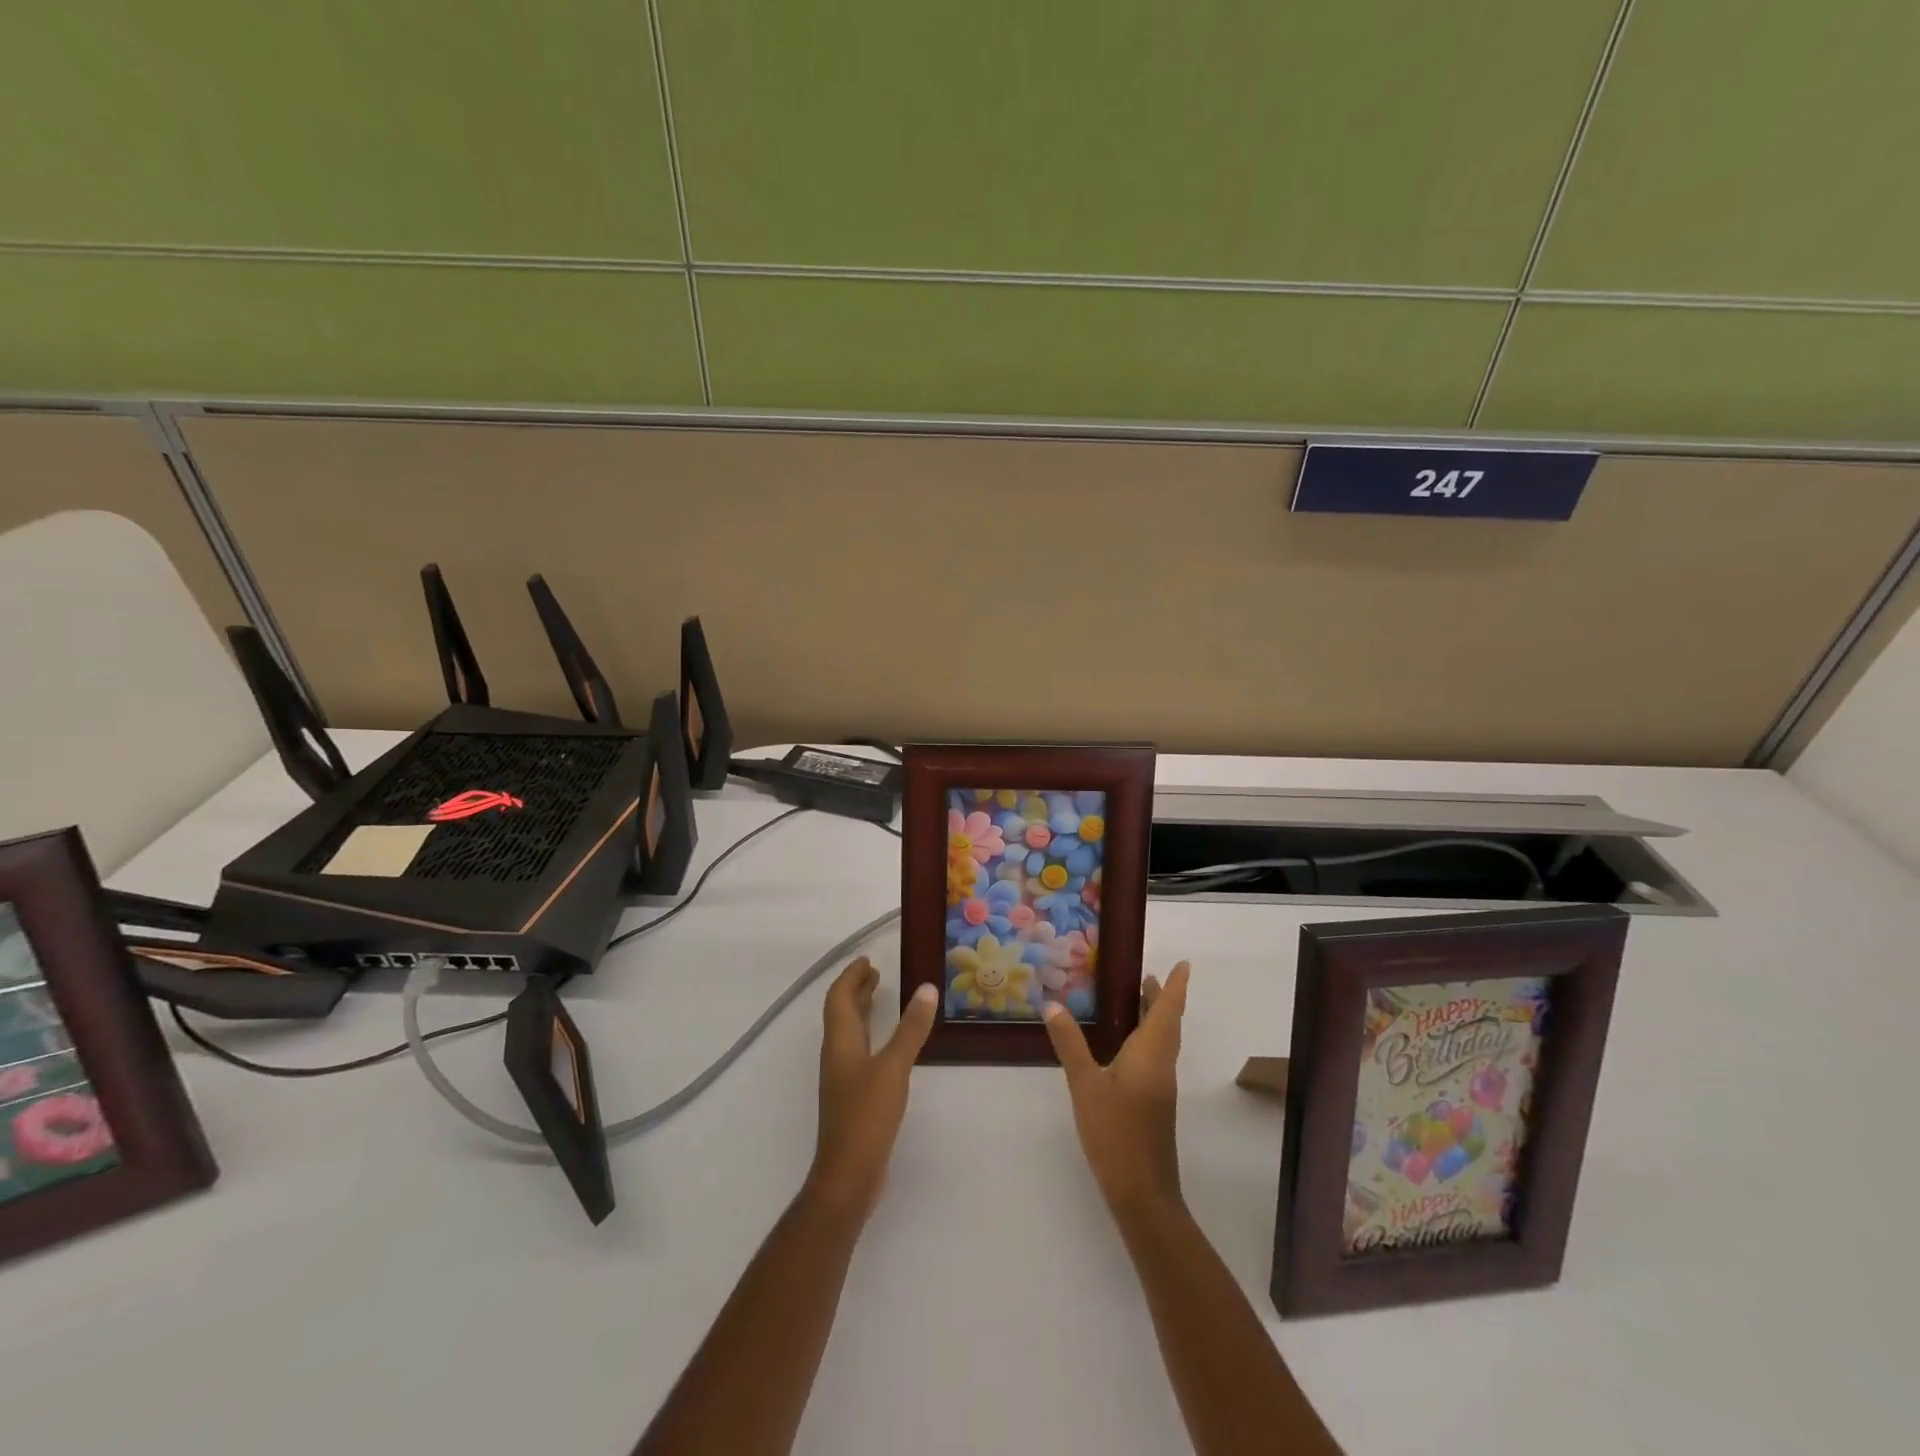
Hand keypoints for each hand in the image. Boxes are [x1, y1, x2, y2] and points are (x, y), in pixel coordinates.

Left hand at [806, 958, 937, 1224]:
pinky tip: (888, 1043)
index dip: (851, 977)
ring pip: (849, 1032)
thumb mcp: (893, 1067)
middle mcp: (836, 1054)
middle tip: (876, 973)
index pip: (838, 997)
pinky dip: (871, 1034)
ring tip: (881, 997)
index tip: (868, 960)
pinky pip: (858, 1050)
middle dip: (856, 990)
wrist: (848, 1175)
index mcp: (840, 1041)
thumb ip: (911, 1029)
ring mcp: (842, 1077)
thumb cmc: (866, 1116)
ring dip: (862, 1011)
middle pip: (841, 1012)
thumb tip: (926, 988)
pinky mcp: (852, 1095)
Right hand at [1044, 962, 1189, 1216]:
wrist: (1143, 1193)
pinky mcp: (1154, 1104)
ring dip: (1156, 1019)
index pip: (1167, 1011)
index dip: (1175, 987)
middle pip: (1168, 1024)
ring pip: (1163, 1043)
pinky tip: (1126, 1047)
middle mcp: (1161, 1065)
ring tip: (1139, 1001)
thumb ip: (1070, 1044)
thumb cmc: (1116, 1133)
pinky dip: (1147, 1039)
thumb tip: (1054, 1004)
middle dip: (1163, 999)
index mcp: (1151, 1054)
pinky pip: (1155, 1058)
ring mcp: (1160, 1087)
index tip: (1184, 964)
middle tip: (1150, 976)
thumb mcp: (1086, 1085)